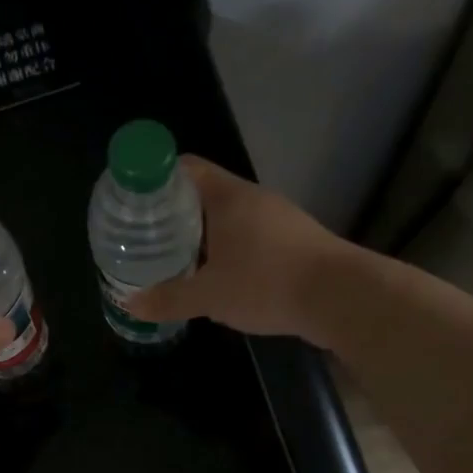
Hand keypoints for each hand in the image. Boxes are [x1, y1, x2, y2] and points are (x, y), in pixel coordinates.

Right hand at [128, 156, 344, 339]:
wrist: (342, 298)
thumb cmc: (267, 283)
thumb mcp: (209, 296)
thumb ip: (168, 299)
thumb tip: (131, 305)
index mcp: (228, 197)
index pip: (186, 168)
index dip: (157, 178)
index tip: (135, 201)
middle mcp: (253, 199)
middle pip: (204, 194)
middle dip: (174, 214)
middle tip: (146, 236)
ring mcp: (277, 219)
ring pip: (228, 218)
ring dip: (202, 235)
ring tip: (175, 258)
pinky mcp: (293, 241)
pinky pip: (248, 237)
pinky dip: (227, 250)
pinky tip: (216, 276)